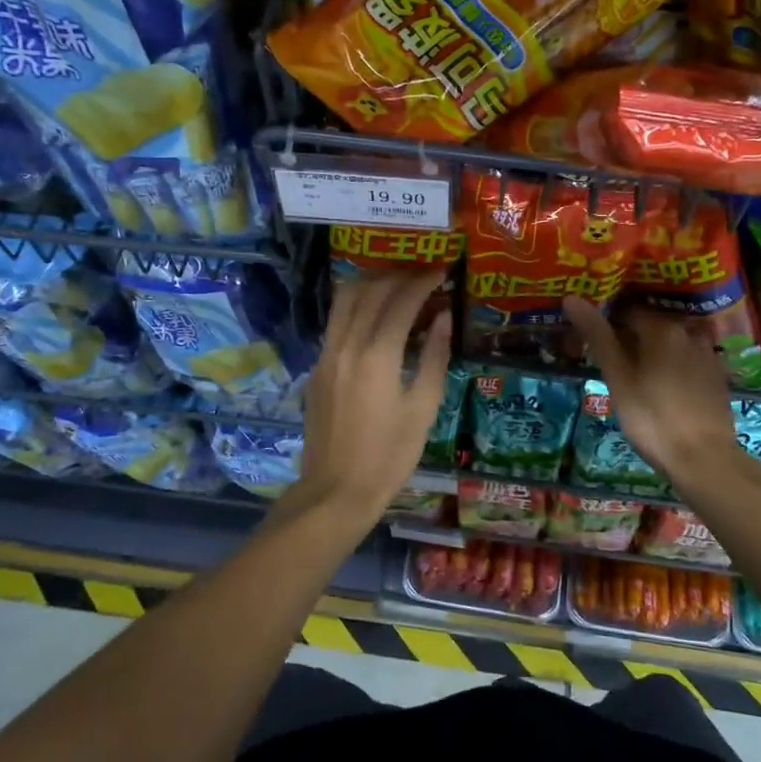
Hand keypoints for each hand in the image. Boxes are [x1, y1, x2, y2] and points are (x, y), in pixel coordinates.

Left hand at [296, 271, 452, 519]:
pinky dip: (356, 306)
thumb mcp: (424, 409)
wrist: (336, 491)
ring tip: (397, 284)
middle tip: (422, 274)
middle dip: (398, 275)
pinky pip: (336, 321)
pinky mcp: (317, 367)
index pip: (401, 300)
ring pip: (345, 300)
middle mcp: (347, 345)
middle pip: (370, 291)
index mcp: (377, 356)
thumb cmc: (390, 455)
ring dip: (371, 284)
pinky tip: (374, 315)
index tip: (441, 271)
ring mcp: (326, 355)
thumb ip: (435, 357)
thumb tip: (443, 317)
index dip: (423, 281)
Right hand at [564, 297, 744, 490]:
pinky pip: (687, 359)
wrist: (704, 459)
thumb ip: (597, 336)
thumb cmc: (652, 418)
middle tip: (611, 359)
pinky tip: (662, 384)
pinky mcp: (716, 376)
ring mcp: (706, 354)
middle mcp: (687, 332)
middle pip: (651, 325)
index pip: (626, 311)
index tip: (592, 339)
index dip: (606, 322)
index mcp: (661, 328)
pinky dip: (672, 364)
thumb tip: (572, 298)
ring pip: (671, 343)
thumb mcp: (617, 378)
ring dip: (652, 350)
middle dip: (630, 336)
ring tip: (635, 370)